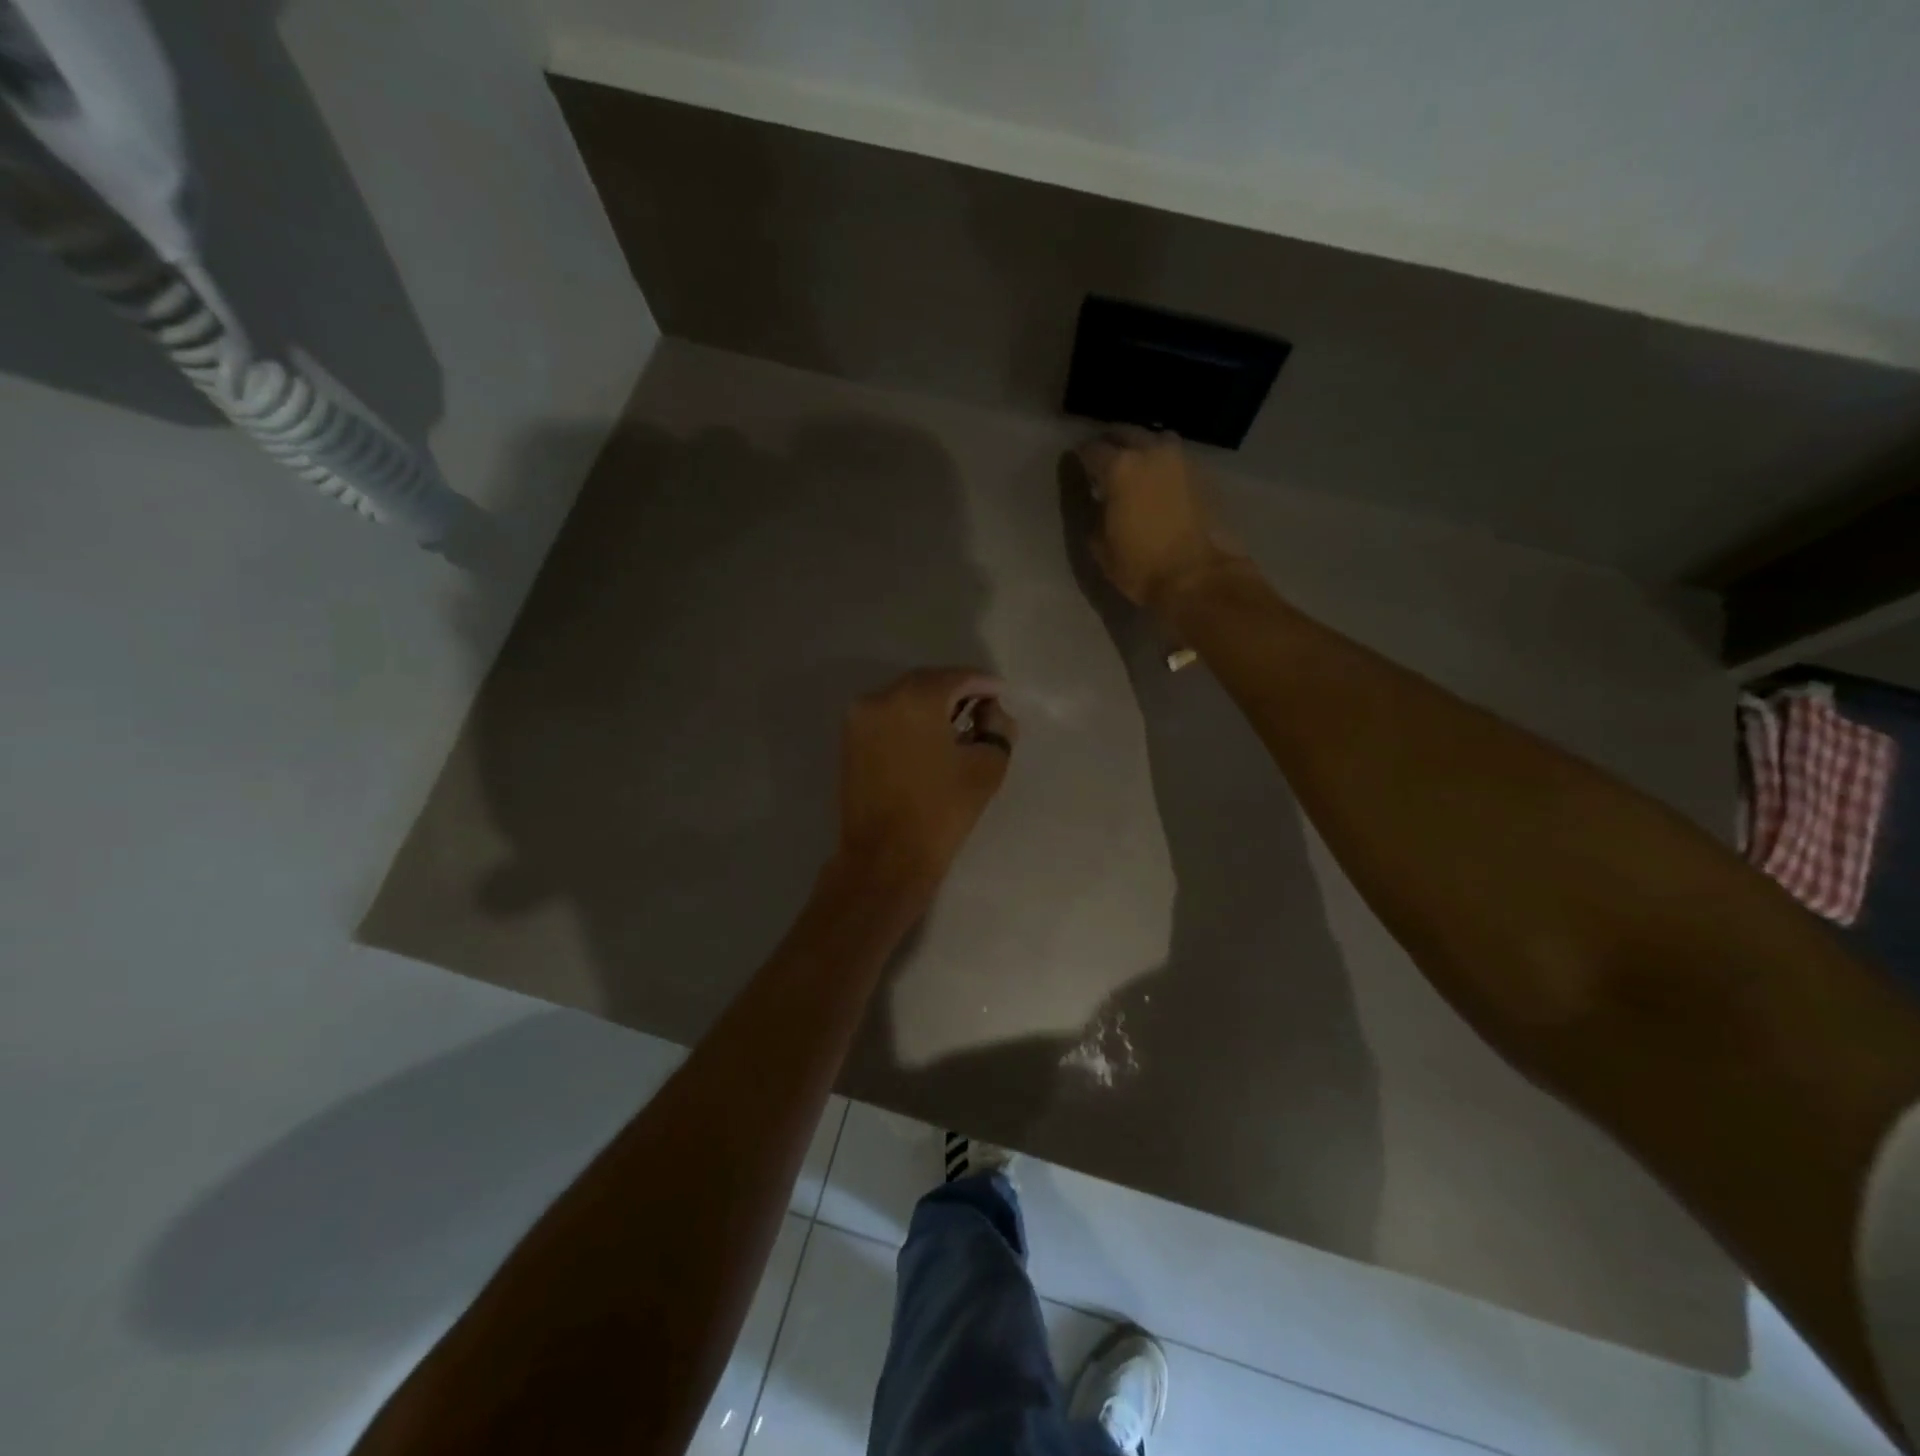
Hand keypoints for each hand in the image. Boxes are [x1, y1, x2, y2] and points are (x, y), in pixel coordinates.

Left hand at [835, 667, 1017, 889]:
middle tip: (982, 707)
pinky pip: (887, 715)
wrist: (885, 857)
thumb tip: (993, 712)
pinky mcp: (850, 739)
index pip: (957, 677)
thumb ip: (997, 729)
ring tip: (958, 724)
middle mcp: (882, 697)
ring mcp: (860, 717)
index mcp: (916, 698)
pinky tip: (930, 737)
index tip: (1001, 695)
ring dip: (932, 704)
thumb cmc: (941, 812)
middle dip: (956, 691)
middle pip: (927, 682)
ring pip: (904, 698)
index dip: (984, 684)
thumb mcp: (986, 768)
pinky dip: (910, 719)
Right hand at [1074, 429, 1248, 608]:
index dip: (1081, 455)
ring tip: (1133, 463)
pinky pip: (1173, 457)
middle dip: (1111, 442)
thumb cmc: (1138, 564)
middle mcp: (1149, 453)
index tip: (1076, 462)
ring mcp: (1178, 460)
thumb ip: (1095, 512)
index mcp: (1119, 468)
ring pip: (1154, 440)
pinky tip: (1155, 479)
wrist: (1194, 575)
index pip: (1092, 449)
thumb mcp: (1100, 544)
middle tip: (1102, 457)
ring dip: (1141, 446)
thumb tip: (1100, 499)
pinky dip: (1161, 462)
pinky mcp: (1199, 474)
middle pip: (1126, 434)